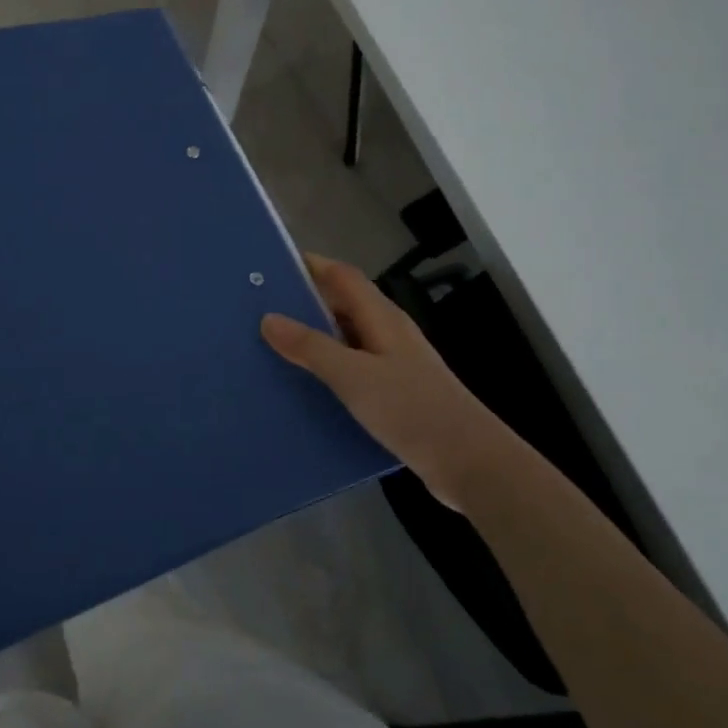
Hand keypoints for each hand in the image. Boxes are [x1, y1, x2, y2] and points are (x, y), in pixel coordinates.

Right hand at [262, 254, 494, 503]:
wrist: (469, 462)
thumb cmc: (412, 410)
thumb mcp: (354, 376)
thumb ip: (311, 347)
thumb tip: (269, 318)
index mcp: (382, 318)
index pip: (342, 276)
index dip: (311, 265)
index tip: (272, 266)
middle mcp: (388, 335)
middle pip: (342, 306)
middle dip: (304, 303)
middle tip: (258, 311)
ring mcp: (393, 366)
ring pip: (345, 341)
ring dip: (313, 340)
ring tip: (270, 349)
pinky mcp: (394, 396)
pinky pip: (352, 371)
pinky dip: (327, 372)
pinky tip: (303, 390)